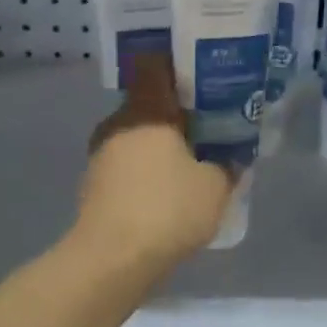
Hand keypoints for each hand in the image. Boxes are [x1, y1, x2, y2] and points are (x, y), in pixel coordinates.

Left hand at [77, 52, 232, 269]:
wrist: (112, 261)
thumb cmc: (167, 209)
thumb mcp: (215, 186)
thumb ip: (227, 164)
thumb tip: (232, 157)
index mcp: (146, 110)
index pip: (155, 67)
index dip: (177, 65)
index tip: (202, 74)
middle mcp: (118, 123)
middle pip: (149, 105)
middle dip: (177, 114)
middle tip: (208, 126)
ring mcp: (101, 155)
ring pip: (138, 137)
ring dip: (161, 146)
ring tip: (192, 163)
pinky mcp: (94, 185)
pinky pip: (127, 165)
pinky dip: (146, 171)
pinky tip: (167, 193)